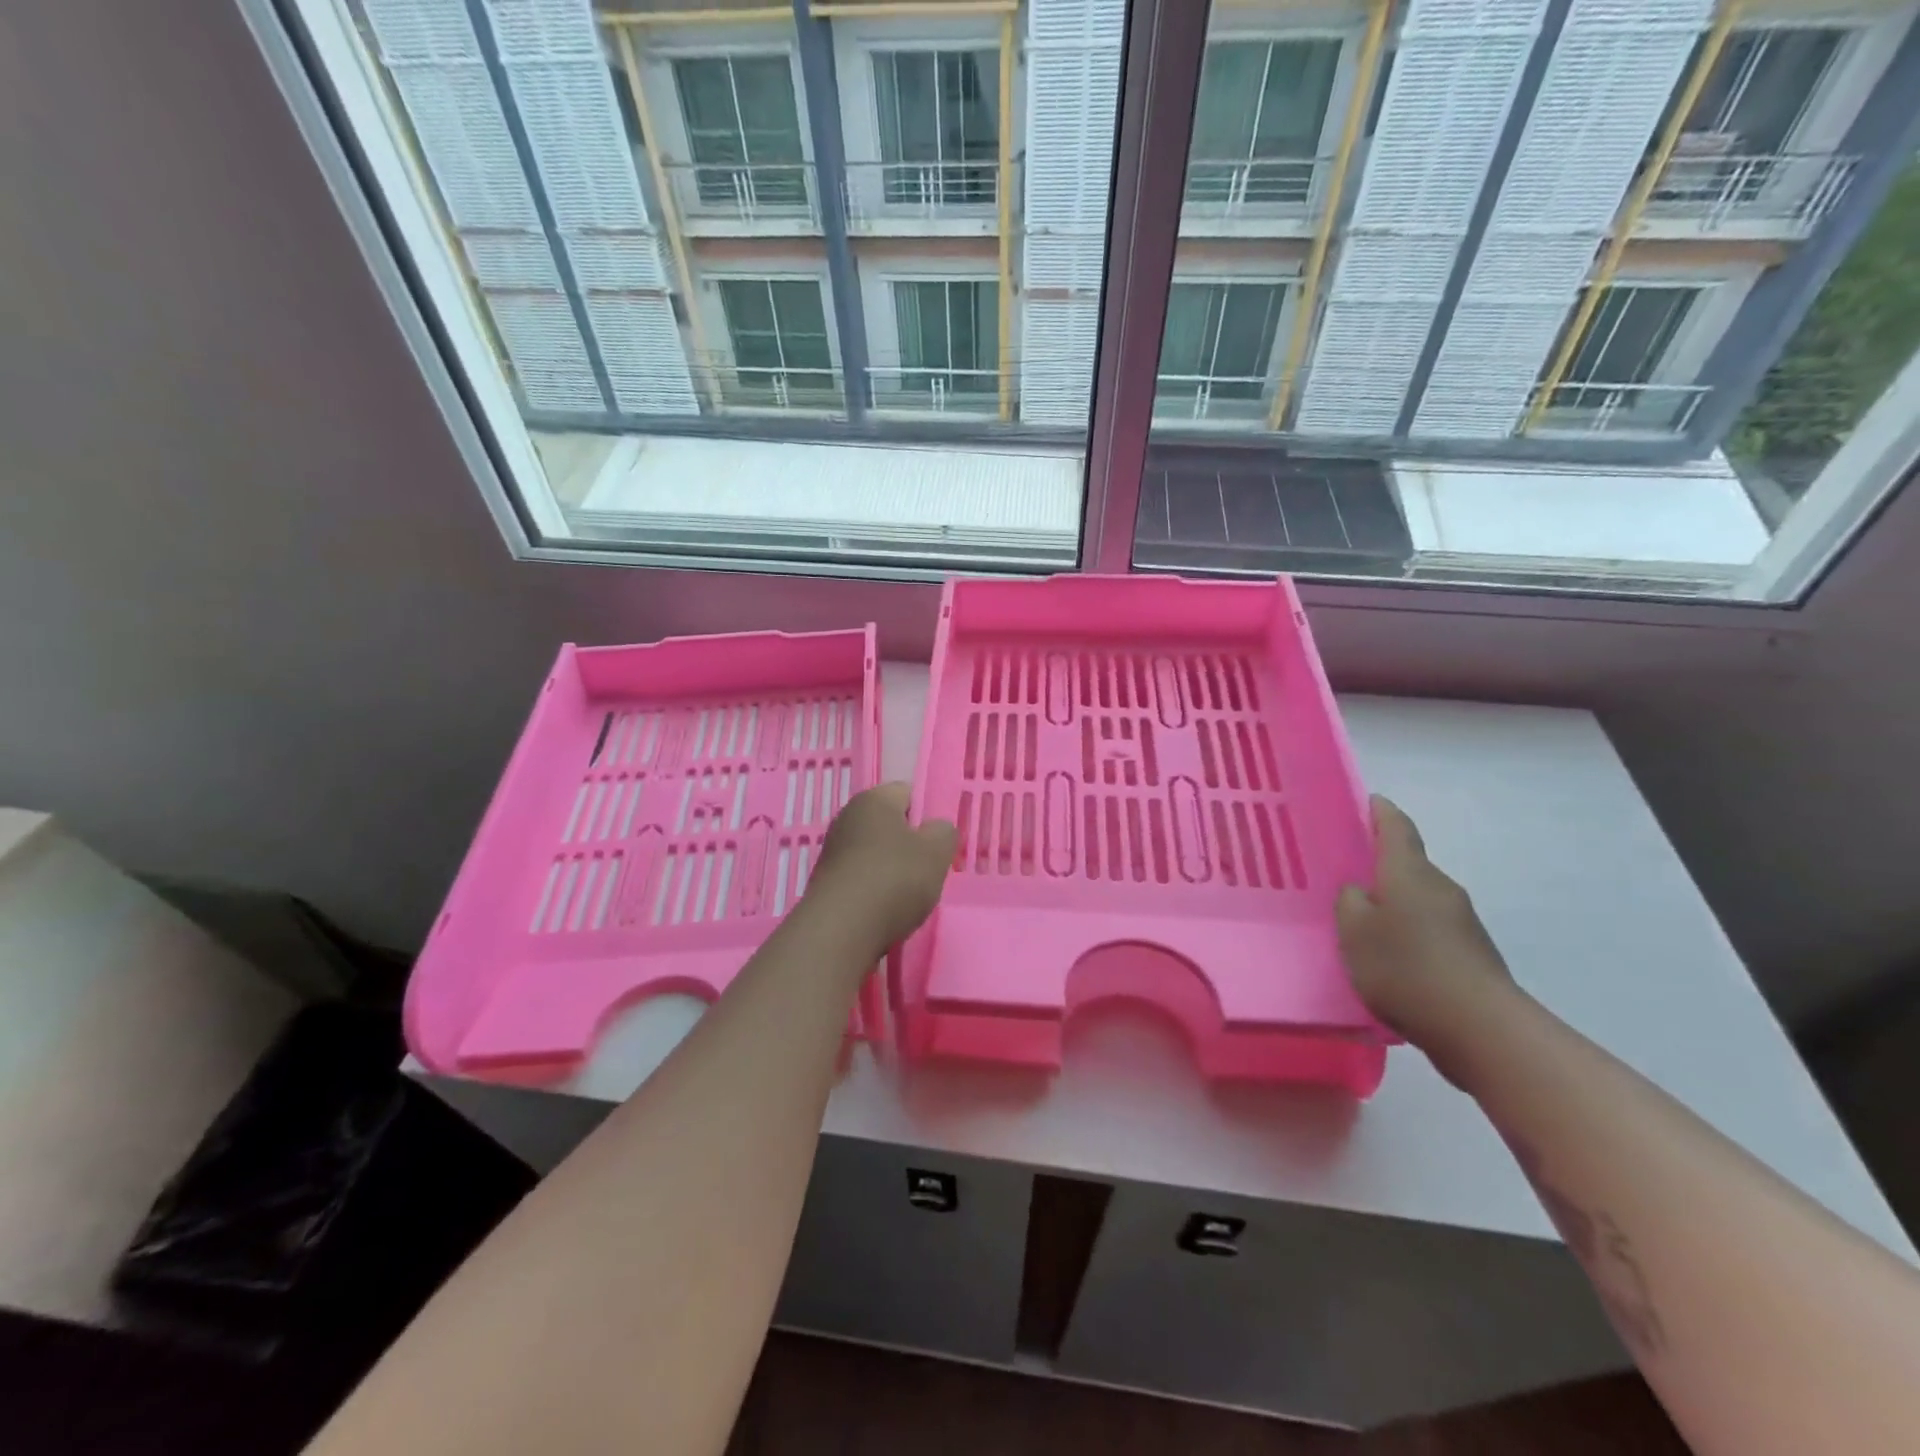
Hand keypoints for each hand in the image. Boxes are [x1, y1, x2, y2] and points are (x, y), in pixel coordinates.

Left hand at [804, 783, 956, 955]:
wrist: (840, 931)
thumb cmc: (893, 879)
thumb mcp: (936, 852)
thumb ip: (944, 833)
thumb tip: (936, 830)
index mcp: (873, 799)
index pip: (907, 793)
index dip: (927, 814)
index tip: (939, 842)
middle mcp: (846, 818)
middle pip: (889, 825)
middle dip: (910, 845)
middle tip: (929, 870)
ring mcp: (832, 852)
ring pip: (875, 854)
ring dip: (892, 871)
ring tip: (909, 897)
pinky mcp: (825, 884)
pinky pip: (860, 879)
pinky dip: (874, 891)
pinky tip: (885, 911)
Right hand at [1337, 795, 1516, 1073]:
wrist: (1480, 1028)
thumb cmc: (1405, 967)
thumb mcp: (1354, 931)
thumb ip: (1349, 902)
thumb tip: (1360, 891)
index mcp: (1409, 873)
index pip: (1397, 828)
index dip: (1382, 812)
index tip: (1370, 801)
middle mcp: (1440, 888)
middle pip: (1409, 865)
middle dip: (1381, 865)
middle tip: (1348, 873)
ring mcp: (1462, 922)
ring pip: (1419, 899)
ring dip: (1395, 903)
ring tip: (1363, 921)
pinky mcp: (1471, 954)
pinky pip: (1430, 930)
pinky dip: (1409, 933)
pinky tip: (1390, 957)